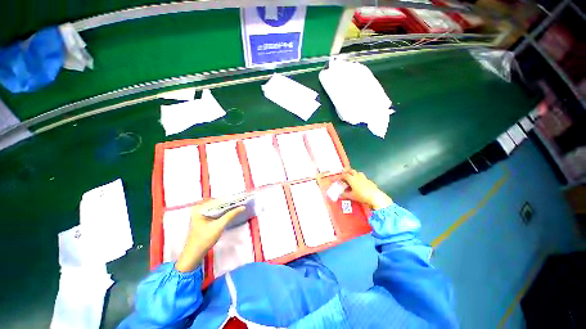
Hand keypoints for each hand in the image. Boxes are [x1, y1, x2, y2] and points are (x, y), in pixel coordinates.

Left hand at [175, 199, 244, 272]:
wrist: (193, 255)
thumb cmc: (204, 240)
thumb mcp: (219, 226)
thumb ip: (230, 215)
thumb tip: (242, 207)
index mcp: (199, 208)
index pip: (217, 200)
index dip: (229, 199)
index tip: (239, 198)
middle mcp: (198, 209)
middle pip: (216, 203)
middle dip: (228, 203)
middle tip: (240, 201)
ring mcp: (200, 214)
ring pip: (216, 208)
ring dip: (226, 208)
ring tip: (238, 205)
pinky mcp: (203, 220)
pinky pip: (214, 212)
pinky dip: (222, 212)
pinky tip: (230, 212)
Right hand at [341, 170, 392, 209]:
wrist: (375, 196)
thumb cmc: (361, 195)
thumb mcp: (351, 196)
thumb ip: (345, 195)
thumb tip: (340, 195)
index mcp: (351, 179)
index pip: (344, 175)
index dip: (341, 176)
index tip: (339, 178)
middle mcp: (357, 176)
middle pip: (351, 171)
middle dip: (348, 172)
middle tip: (345, 177)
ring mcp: (364, 178)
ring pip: (358, 173)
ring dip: (354, 174)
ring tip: (353, 179)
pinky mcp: (369, 181)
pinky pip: (363, 177)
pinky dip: (360, 179)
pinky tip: (360, 184)